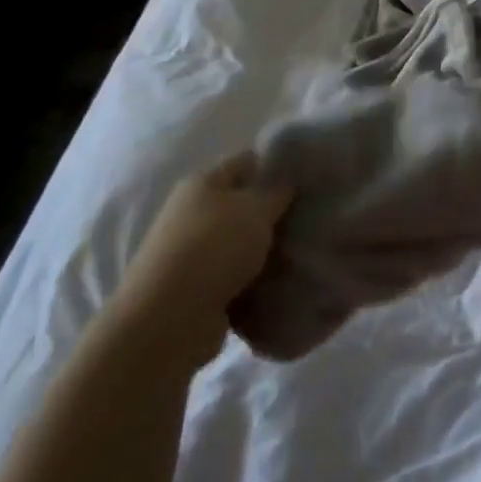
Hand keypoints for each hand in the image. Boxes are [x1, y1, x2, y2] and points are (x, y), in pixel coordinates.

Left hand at [116, 154, 293, 347]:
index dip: (276, 166)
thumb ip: (276, 191)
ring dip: (265, 250)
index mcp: (202, 183)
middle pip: (242, 204)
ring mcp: (192, 253)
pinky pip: (236, 276)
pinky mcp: (197, 288)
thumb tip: (288, 176)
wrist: (170, 319)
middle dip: (274, 212)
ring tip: (302, 252)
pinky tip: (283, 282)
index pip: (245, 162)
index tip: (308, 178)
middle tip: (311, 218)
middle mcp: (192, 213)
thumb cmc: (214, 248)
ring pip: (240, 243)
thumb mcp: (255, 209)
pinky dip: (255, 280)